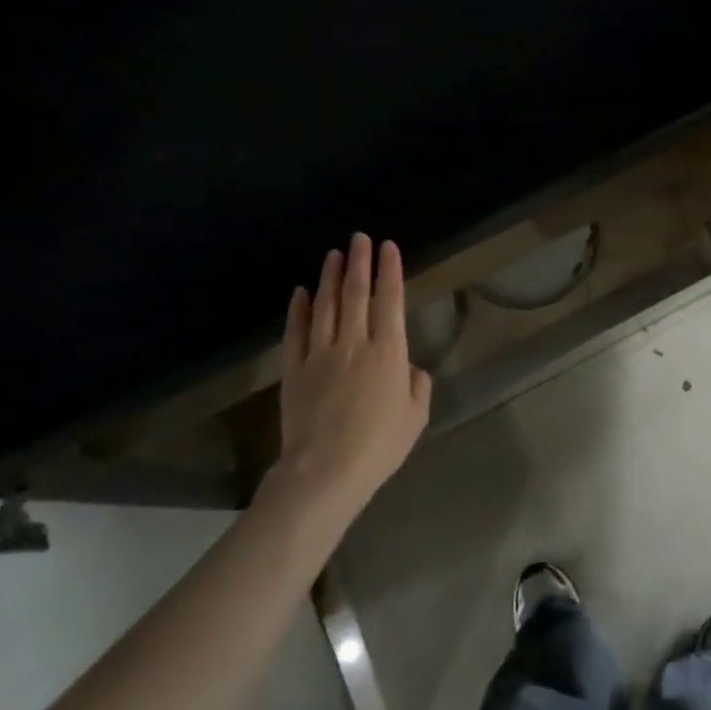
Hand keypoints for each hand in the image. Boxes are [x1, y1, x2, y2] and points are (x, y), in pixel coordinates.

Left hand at [273, 233, 432, 514]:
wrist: (325, 471)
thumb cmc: (379, 446)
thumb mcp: (415, 417)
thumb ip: (417, 386)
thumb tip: (410, 368)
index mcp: (388, 353)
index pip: (389, 301)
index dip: (389, 271)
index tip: (388, 247)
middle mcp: (354, 344)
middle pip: (355, 294)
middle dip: (359, 263)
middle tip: (359, 238)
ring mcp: (319, 355)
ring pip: (324, 306)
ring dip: (329, 277)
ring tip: (333, 254)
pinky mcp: (294, 370)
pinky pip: (295, 332)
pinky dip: (298, 309)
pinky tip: (300, 292)